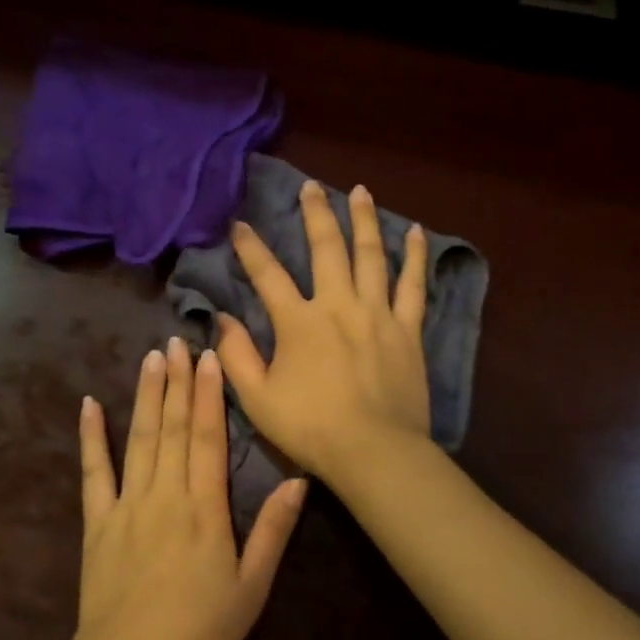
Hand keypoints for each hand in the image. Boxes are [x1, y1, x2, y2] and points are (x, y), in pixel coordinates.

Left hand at [70, 336, 306, 639]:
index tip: (211, 357)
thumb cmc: (199, 631)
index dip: (210, 394)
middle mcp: (165, 494)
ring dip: (146, 394)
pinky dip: (91, 436)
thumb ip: (273, 531)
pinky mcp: (97, 521)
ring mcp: (127, 504)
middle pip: (173, 426)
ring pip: (139, 437)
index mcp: (204, 508)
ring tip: (151, 357)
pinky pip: (94, 471)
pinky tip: (90, 404)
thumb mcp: (252, 588)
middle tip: (180, 340)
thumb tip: (299, 481)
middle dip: (178, 380)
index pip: (208, 437)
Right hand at [216, 180, 432, 487]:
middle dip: (315, 214)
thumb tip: (222, 318)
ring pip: (372, 255)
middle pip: (326, 249)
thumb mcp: (257, 399)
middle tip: (310, 188)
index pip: (268, 275)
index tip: (241, 224)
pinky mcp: (408, 329)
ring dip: (364, 220)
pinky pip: (413, 285)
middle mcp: (338, 305)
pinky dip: (415, 257)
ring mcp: (378, 313)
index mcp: (299, 322)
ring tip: (359, 191)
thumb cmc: (311, 429)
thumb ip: (236, 356)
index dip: (251, 247)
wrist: (374, 452)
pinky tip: (417, 232)